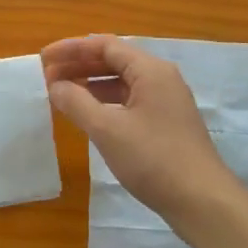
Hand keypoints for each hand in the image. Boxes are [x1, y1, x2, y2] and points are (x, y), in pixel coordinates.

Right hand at [42, 36, 241, 232]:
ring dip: (90, 83)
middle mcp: (161, 79)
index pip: (105, 46)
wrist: (203, 202)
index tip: (44, 58)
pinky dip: (105, 101)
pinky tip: (88, 114)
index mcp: (150, 70)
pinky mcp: (166, 123)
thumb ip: (77, 103)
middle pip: (114, 60)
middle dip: (79, 65)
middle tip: (47, 76)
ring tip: (61, 93)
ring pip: (122, 81)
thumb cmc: (154, 159)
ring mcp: (166, 102)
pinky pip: (130, 100)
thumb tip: (55, 85)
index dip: (71, 49)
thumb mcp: (107, 130)